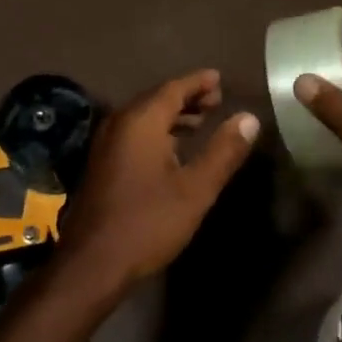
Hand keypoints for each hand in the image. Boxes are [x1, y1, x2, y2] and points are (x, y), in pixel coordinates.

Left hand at [56, 70, 258, 295]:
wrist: (91, 262)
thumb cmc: (147, 222)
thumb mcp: (195, 189)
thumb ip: (223, 151)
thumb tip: (249, 118)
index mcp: (141, 121)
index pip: (173, 88)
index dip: (198, 82)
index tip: (219, 78)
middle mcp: (119, 123)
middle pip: (156, 98)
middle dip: (186, 97)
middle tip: (216, 100)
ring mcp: (105, 143)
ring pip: (143, 117)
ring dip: (171, 115)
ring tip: (200, 122)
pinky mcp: (101, 163)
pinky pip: (133, 132)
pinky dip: (156, 130)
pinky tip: (172, 149)